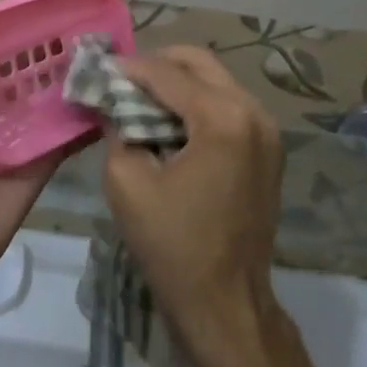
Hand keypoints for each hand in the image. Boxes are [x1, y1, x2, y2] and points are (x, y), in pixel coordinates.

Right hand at [100, 47, 286, 352]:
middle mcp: (254, 111)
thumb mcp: (127, 181)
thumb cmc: (173, 246)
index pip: (166, 73)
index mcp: (223, 117)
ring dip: (177, 84)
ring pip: (215, 80)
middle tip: (120, 83)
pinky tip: (169, 124)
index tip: (97, 70)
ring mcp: (268, 130)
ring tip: (140, 102)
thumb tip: (114, 101)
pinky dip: (197, 104)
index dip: (127, 69)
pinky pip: (228, 105)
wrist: (226, 304)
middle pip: (198, 62)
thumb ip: (117, 127)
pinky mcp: (269, 148)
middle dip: (156, 66)